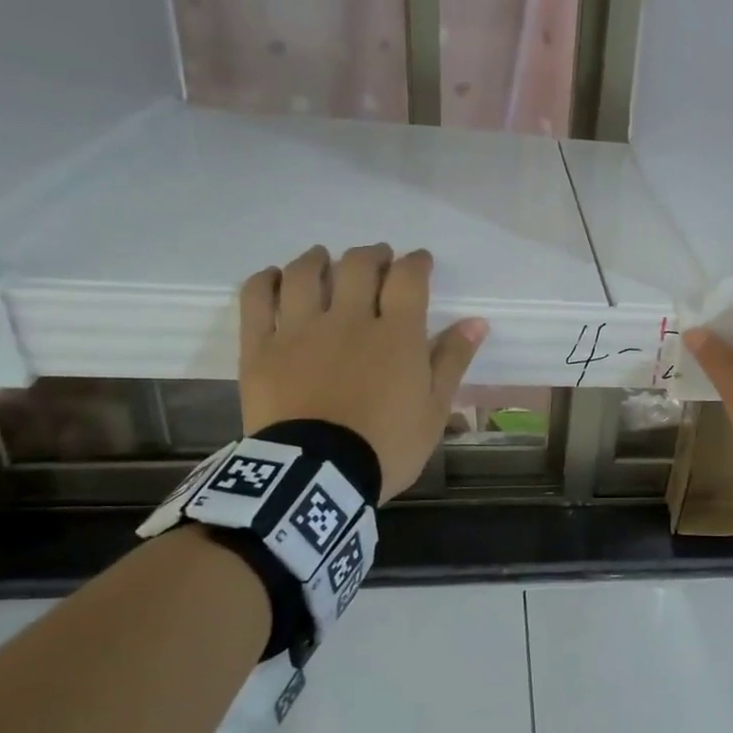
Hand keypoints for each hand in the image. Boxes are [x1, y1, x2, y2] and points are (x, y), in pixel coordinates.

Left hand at [237, 245, 486, 499]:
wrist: (319, 477)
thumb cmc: (386, 447)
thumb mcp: (434, 411)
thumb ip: (452, 361)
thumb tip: (476, 322)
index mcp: (396, 335)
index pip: (408, 279)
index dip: (416, 263)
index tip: (420, 261)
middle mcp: (348, 320)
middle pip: (357, 266)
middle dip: (372, 256)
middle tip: (378, 260)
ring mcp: (299, 330)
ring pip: (304, 274)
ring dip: (317, 259)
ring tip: (324, 259)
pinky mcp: (261, 348)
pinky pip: (256, 299)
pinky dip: (265, 281)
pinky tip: (274, 278)